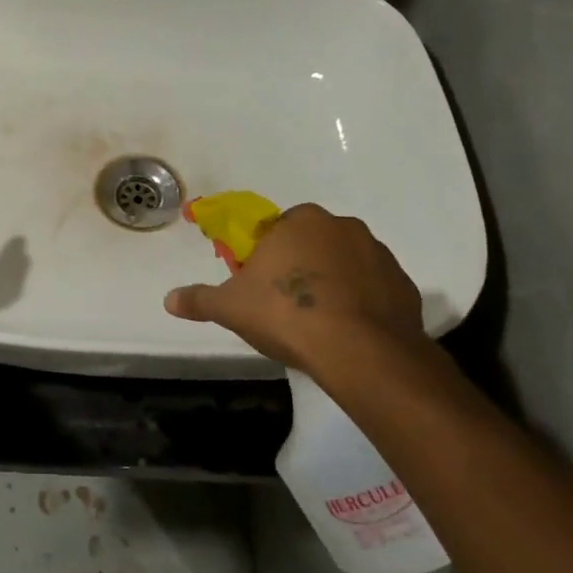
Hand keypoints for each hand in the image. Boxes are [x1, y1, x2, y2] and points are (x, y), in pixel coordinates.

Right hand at [163, 205, 428, 375]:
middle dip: (300, 267)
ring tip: (320, 323)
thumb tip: (169, 300)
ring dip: (333, 283)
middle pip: (312, 243)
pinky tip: (349, 332)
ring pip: (345, 264)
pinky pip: (374, 289)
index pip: (277, 230)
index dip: (266, 258)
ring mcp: (378, 255)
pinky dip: (362, 304)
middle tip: (286, 305)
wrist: (361, 351)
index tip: (261, 287)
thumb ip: (200, 300)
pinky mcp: (404, 285)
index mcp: (300, 221)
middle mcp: (342, 226)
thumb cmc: (287, 315)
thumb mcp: (231, 308)